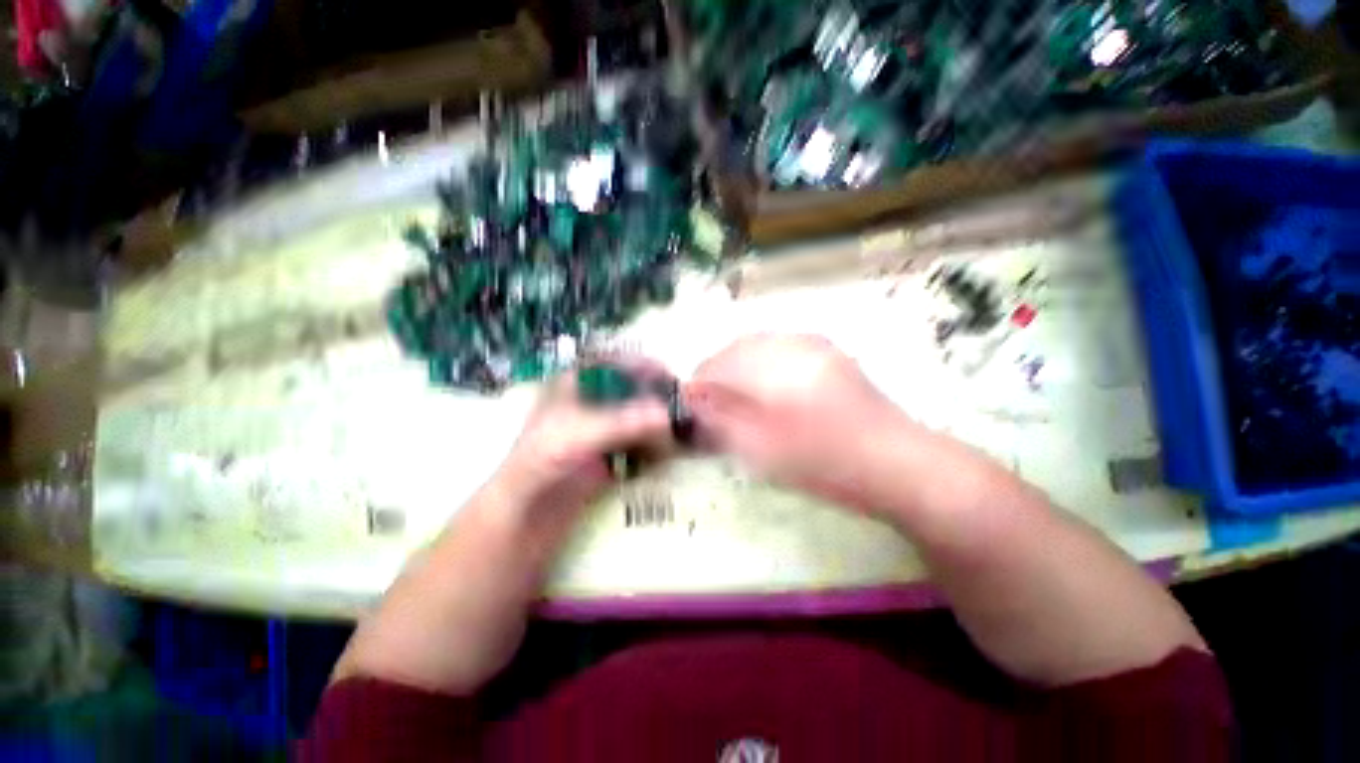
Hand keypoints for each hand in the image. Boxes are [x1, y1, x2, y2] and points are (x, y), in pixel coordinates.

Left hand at [486, 362, 674, 532]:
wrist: (523, 516)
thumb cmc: (541, 463)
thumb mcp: (579, 435)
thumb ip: (623, 422)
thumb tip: (667, 414)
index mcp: (569, 389)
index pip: (609, 365)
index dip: (639, 366)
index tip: (669, 376)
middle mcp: (582, 410)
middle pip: (626, 395)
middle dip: (653, 399)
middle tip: (684, 410)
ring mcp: (591, 441)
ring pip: (631, 425)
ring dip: (655, 428)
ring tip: (682, 435)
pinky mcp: (599, 470)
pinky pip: (631, 456)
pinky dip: (649, 454)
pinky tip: (667, 459)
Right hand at [686, 334, 912, 508]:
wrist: (893, 462)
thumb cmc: (823, 459)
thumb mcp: (759, 449)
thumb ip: (719, 421)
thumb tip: (691, 403)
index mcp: (770, 359)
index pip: (715, 364)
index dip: (698, 389)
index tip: (693, 418)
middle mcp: (792, 341)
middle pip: (739, 350)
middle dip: (721, 379)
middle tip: (717, 418)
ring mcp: (818, 347)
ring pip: (766, 352)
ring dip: (746, 376)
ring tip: (747, 415)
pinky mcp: (837, 361)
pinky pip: (790, 357)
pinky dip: (772, 376)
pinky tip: (780, 406)